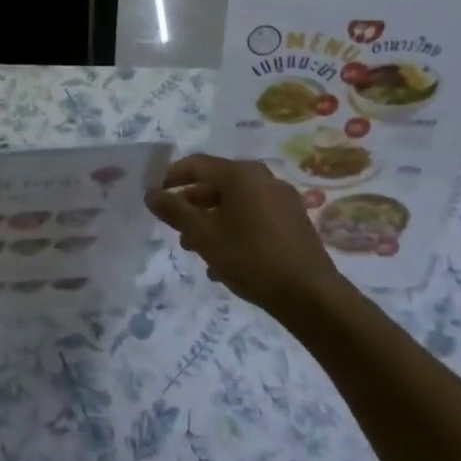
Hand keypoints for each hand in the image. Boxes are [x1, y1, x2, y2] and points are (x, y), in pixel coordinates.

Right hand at [146, 154, 352, 332]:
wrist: (310, 296)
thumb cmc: (250, 257)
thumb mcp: (202, 234)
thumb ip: (173, 211)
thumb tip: (151, 194)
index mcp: (241, 174)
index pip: (195, 164)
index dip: (170, 178)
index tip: (155, 199)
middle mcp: (263, 180)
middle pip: (216, 184)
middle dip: (191, 205)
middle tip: (174, 228)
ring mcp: (282, 201)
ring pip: (235, 204)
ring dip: (211, 222)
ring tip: (195, 249)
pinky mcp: (293, 224)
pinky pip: (253, 219)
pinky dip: (233, 232)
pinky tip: (223, 263)